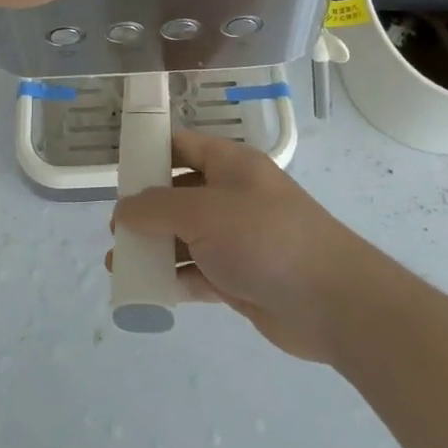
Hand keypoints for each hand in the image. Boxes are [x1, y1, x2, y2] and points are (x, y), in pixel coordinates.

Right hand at [113, 131, 384, 362]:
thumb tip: (123, 210)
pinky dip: (173, 279)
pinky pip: (197, 272)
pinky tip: (147, 289)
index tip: (117, 172)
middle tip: (115, 229)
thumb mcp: (204, 212)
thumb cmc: (265, 238)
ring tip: (119, 265)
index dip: (150, 153)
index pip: (183, 146)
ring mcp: (237, 239)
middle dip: (145, 210)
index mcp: (230, 165)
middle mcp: (233, 196)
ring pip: (185, 237)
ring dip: (154, 249)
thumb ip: (157, 208)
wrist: (332, 301)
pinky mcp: (240, 277)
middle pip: (179, 194)